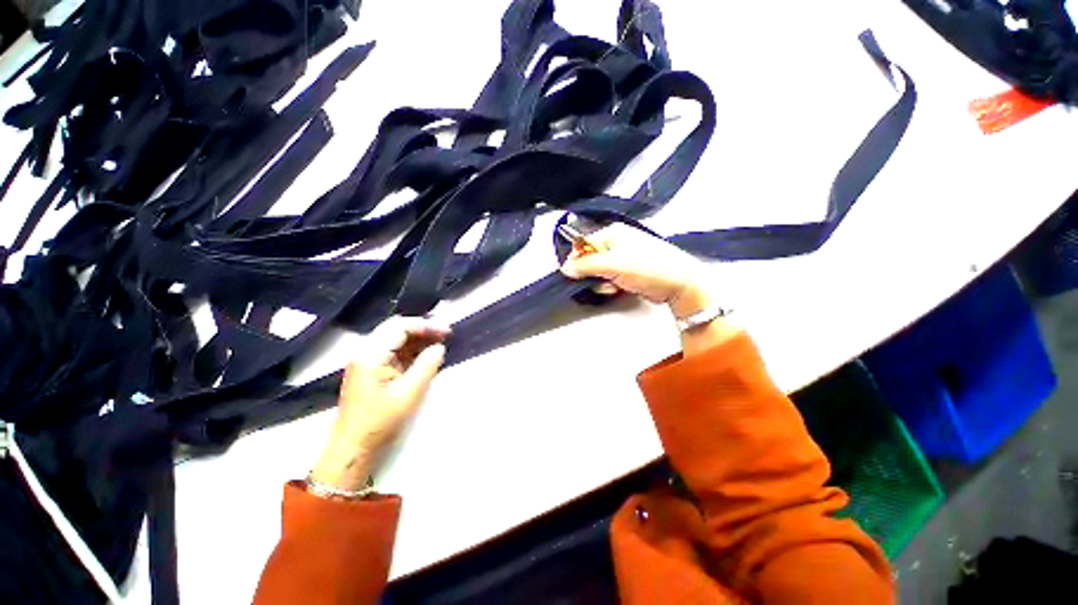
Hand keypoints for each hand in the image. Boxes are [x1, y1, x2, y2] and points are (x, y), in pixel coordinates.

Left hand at [310, 317, 449, 491]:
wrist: (353, 449)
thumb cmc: (380, 422)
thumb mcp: (409, 393)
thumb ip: (427, 366)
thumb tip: (440, 347)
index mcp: (370, 354)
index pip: (399, 326)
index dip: (425, 325)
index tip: (447, 331)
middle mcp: (365, 351)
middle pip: (396, 329)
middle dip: (423, 329)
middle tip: (446, 334)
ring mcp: (367, 360)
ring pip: (396, 339)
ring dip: (418, 339)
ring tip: (440, 342)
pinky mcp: (371, 370)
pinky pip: (394, 352)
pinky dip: (412, 351)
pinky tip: (427, 355)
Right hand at [559, 223, 712, 318]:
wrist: (678, 284)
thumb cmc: (650, 267)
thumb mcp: (613, 264)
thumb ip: (586, 265)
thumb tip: (566, 267)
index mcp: (613, 233)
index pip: (583, 244)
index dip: (577, 260)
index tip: (575, 273)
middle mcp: (617, 243)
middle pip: (590, 259)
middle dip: (592, 274)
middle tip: (600, 280)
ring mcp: (623, 258)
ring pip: (598, 272)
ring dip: (601, 282)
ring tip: (612, 286)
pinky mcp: (628, 272)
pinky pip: (609, 279)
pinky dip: (610, 286)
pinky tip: (617, 289)